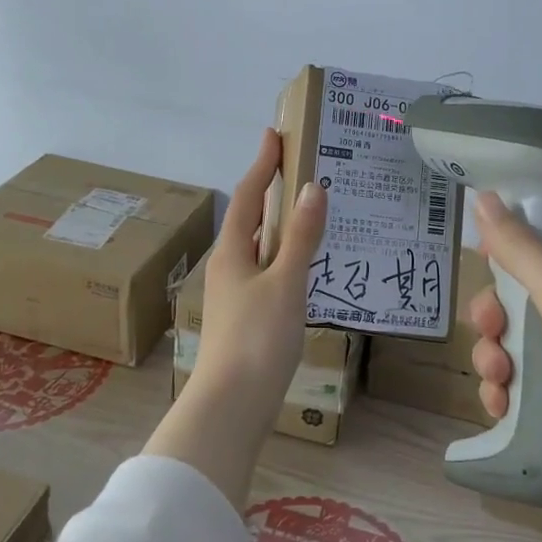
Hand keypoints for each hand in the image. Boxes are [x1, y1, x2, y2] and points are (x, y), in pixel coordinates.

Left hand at [194, 128, 327, 394]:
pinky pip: (267, 271)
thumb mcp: (285, 282)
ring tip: (309, 211)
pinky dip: (284, 256)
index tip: (274, 135)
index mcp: (232, 251)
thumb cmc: (257, 338)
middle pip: (250, 219)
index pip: (248, 195)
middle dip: (271, 192)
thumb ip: (301, 237)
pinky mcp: (246, 317)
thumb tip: (313, 188)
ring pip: (259, 246)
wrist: (231, 406)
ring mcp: (235, 293)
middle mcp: (228, 266)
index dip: (262, 164)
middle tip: (299, 169)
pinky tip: (304, 265)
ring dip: (280, 225)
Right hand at [466, 193, 541, 507]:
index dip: (509, 257)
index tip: (483, 273)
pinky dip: (514, 389)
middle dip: (497, 318)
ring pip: (526, 341)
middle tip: (488, 334)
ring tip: (496, 382)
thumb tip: (483, 194)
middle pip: (527, 296)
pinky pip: (537, 380)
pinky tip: (500, 405)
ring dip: (498, 358)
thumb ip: (518, 246)